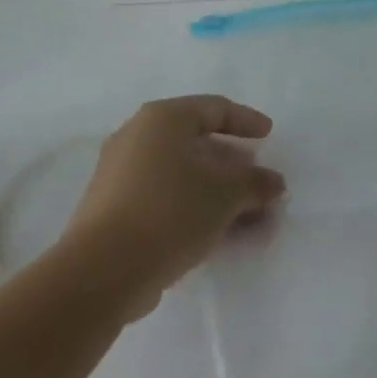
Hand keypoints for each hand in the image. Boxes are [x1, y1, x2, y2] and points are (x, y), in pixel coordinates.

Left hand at [62, 96, 285, 316]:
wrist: (103, 269)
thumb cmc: (170, 211)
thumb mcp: (225, 194)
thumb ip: (254, 182)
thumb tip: (274, 181)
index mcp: (162, 118)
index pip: (213, 108)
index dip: (245, 120)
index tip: (269, 135)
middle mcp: (137, 136)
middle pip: (196, 142)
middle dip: (233, 165)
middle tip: (259, 182)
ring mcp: (121, 173)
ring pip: (182, 174)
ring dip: (218, 193)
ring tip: (248, 217)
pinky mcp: (114, 208)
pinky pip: (165, 197)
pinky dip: (194, 208)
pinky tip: (218, 233)